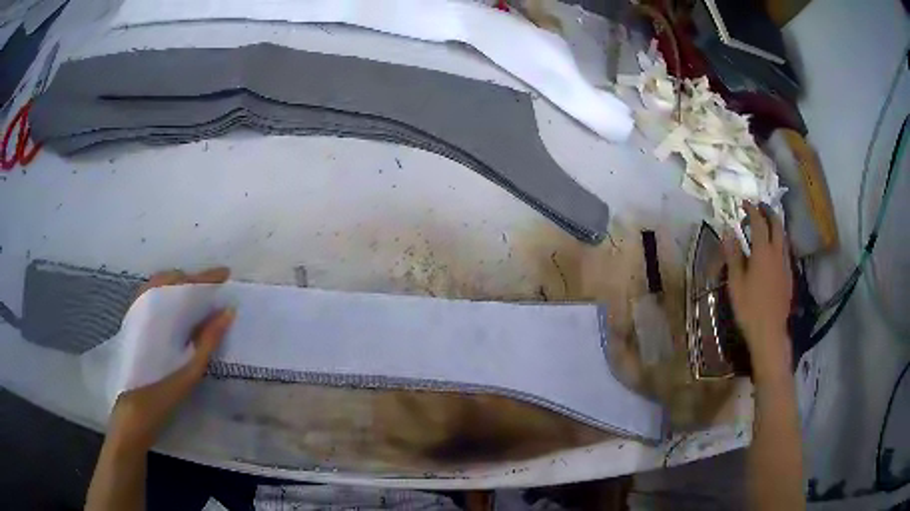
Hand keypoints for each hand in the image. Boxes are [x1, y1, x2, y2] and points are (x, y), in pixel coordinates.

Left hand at [108, 268, 233, 451]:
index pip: (186, 286)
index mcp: (160, 316)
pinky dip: (165, 294)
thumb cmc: (162, 393)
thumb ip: (208, 340)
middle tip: (211, 290)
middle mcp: (145, 306)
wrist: (132, 413)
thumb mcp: (190, 370)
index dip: (206, 278)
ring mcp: (136, 313)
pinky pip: (149, 296)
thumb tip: (227, 311)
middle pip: (170, 279)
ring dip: (178, 285)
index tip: (225, 273)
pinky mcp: (132, 323)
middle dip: (192, 279)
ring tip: (195, 297)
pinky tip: (174, 310)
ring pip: (158, 285)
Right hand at [723, 203, 793, 376]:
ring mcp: (785, 265)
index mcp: (763, 252)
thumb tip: (728, 231)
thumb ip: (733, 255)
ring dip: (776, 226)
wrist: (770, 333)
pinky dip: (779, 242)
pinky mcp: (789, 276)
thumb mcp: (735, 283)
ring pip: (784, 237)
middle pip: (777, 225)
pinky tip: (774, 250)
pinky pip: (785, 251)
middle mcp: (777, 253)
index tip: (744, 203)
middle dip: (768, 212)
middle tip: (759, 207)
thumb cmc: (749, 309)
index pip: (759, 222)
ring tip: (767, 224)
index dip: (752, 210)